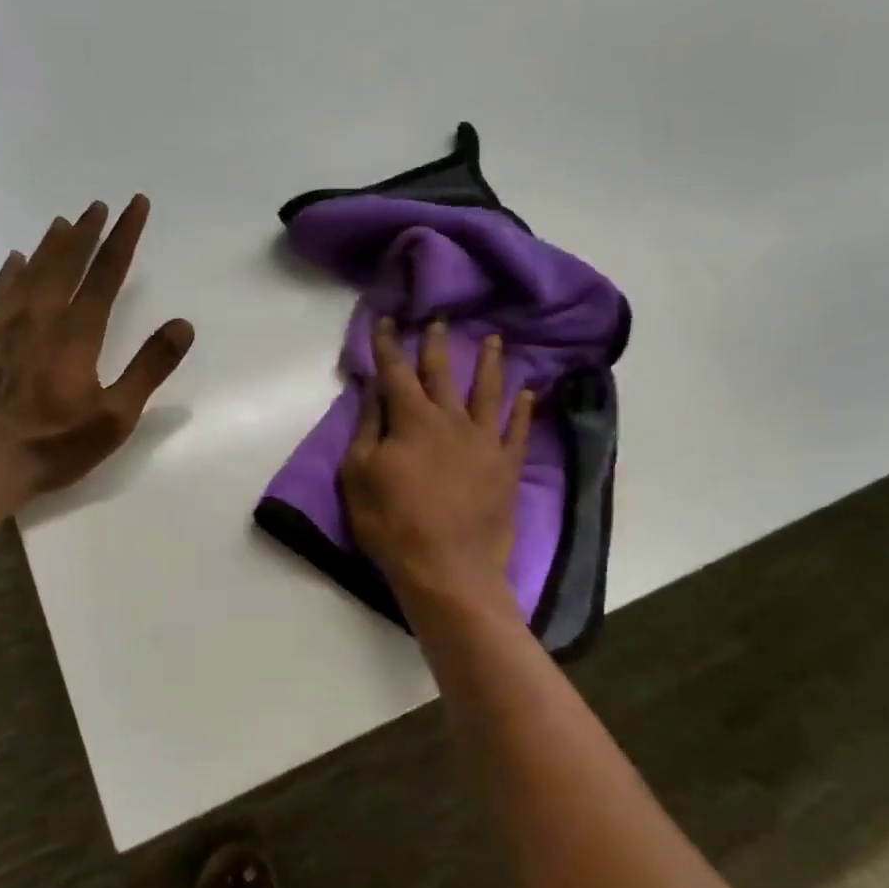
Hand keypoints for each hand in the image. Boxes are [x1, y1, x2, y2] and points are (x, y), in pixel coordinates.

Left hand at [0, 196, 193, 499]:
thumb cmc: (56, 445)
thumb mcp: (116, 416)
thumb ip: (149, 368)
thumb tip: (182, 324)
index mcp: (77, 335)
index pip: (106, 274)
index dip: (124, 238)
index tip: (135, 206)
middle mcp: (40, 319)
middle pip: (66, 264)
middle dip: (87, 232)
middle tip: (99, 205)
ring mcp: (3, 328)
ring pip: (30, 273)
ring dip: (51, 246)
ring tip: (64, 221)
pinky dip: (9, 273)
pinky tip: (14, 259)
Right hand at [340, 317, 533, 614]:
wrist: (448, 569)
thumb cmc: (393, 524)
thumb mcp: (359, 476)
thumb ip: (367, 428)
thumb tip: (372, 389)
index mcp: (411, 420)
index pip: (396, 372)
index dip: (388, 344)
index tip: (387, 319)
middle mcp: (451, 420)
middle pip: (443, 373)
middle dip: (438, 343)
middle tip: (441, 318)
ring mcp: (484, 442)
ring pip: (488, 392)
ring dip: (490, 363)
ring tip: (495, 340)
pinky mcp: (506, 467)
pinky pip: (518, 430)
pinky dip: (524, 409)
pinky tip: (529, 393)